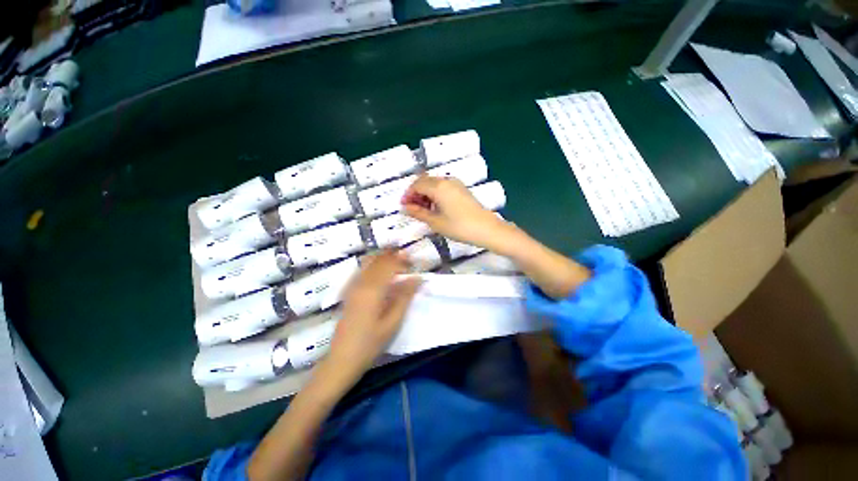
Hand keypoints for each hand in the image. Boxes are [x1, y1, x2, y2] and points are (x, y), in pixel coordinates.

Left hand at [324, 251, 421, 381]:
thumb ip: (405, 297)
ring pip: (368, 263)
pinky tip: (379, 271)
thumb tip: (417, 278)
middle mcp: (361, 283)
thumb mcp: (393, 322)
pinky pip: (361, 270)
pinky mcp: (348, 292)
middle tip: (407, 259)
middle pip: (378, 261)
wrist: (342, 359)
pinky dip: (373, 265)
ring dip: (383, 258)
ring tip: (396, 260)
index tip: (414, 261)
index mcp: (373, 290)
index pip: (389, 265)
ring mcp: (352, 287)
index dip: (402, 260)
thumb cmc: (371, 343)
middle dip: (394, 256)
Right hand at [401, 175, 514, 251]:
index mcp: (438, 186)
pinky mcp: (462, 189)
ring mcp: (456, 183)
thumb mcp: (435, 222)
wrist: (486, 229)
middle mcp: (446, 180)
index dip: (408, 194)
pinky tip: (436, 207)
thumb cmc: (459, 227)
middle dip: (416, 193)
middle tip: (412, 209)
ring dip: (425, 194)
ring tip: (423, 210)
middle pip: (425, 181)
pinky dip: (435, 194)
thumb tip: (405, 208)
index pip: (417, 184)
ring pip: (434, 183)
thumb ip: (418, 213)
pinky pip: (443, 187)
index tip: (404, 206)